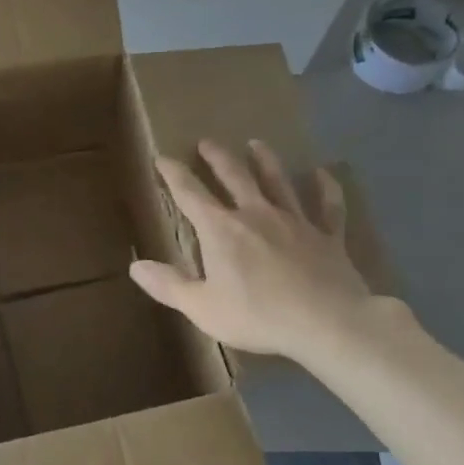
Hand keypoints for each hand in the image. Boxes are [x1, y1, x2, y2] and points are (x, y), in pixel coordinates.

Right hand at [129, 139, 399, 367]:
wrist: (327, 322)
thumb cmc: (258, 316)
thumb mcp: (203, 308)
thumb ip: (169, 286)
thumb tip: (135, 266)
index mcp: (221, 230)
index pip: (190, 194)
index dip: (174, 174)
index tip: (163, 158)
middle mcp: (256, 214)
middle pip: (234, 176)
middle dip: (217, 158)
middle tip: (207, 142)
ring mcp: (294, 221)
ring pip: (277, 181)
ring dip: (265, 161)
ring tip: (256, 144)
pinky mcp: (326, 235)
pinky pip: (327, 206)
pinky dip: (325, 188)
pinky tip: (323, 174)